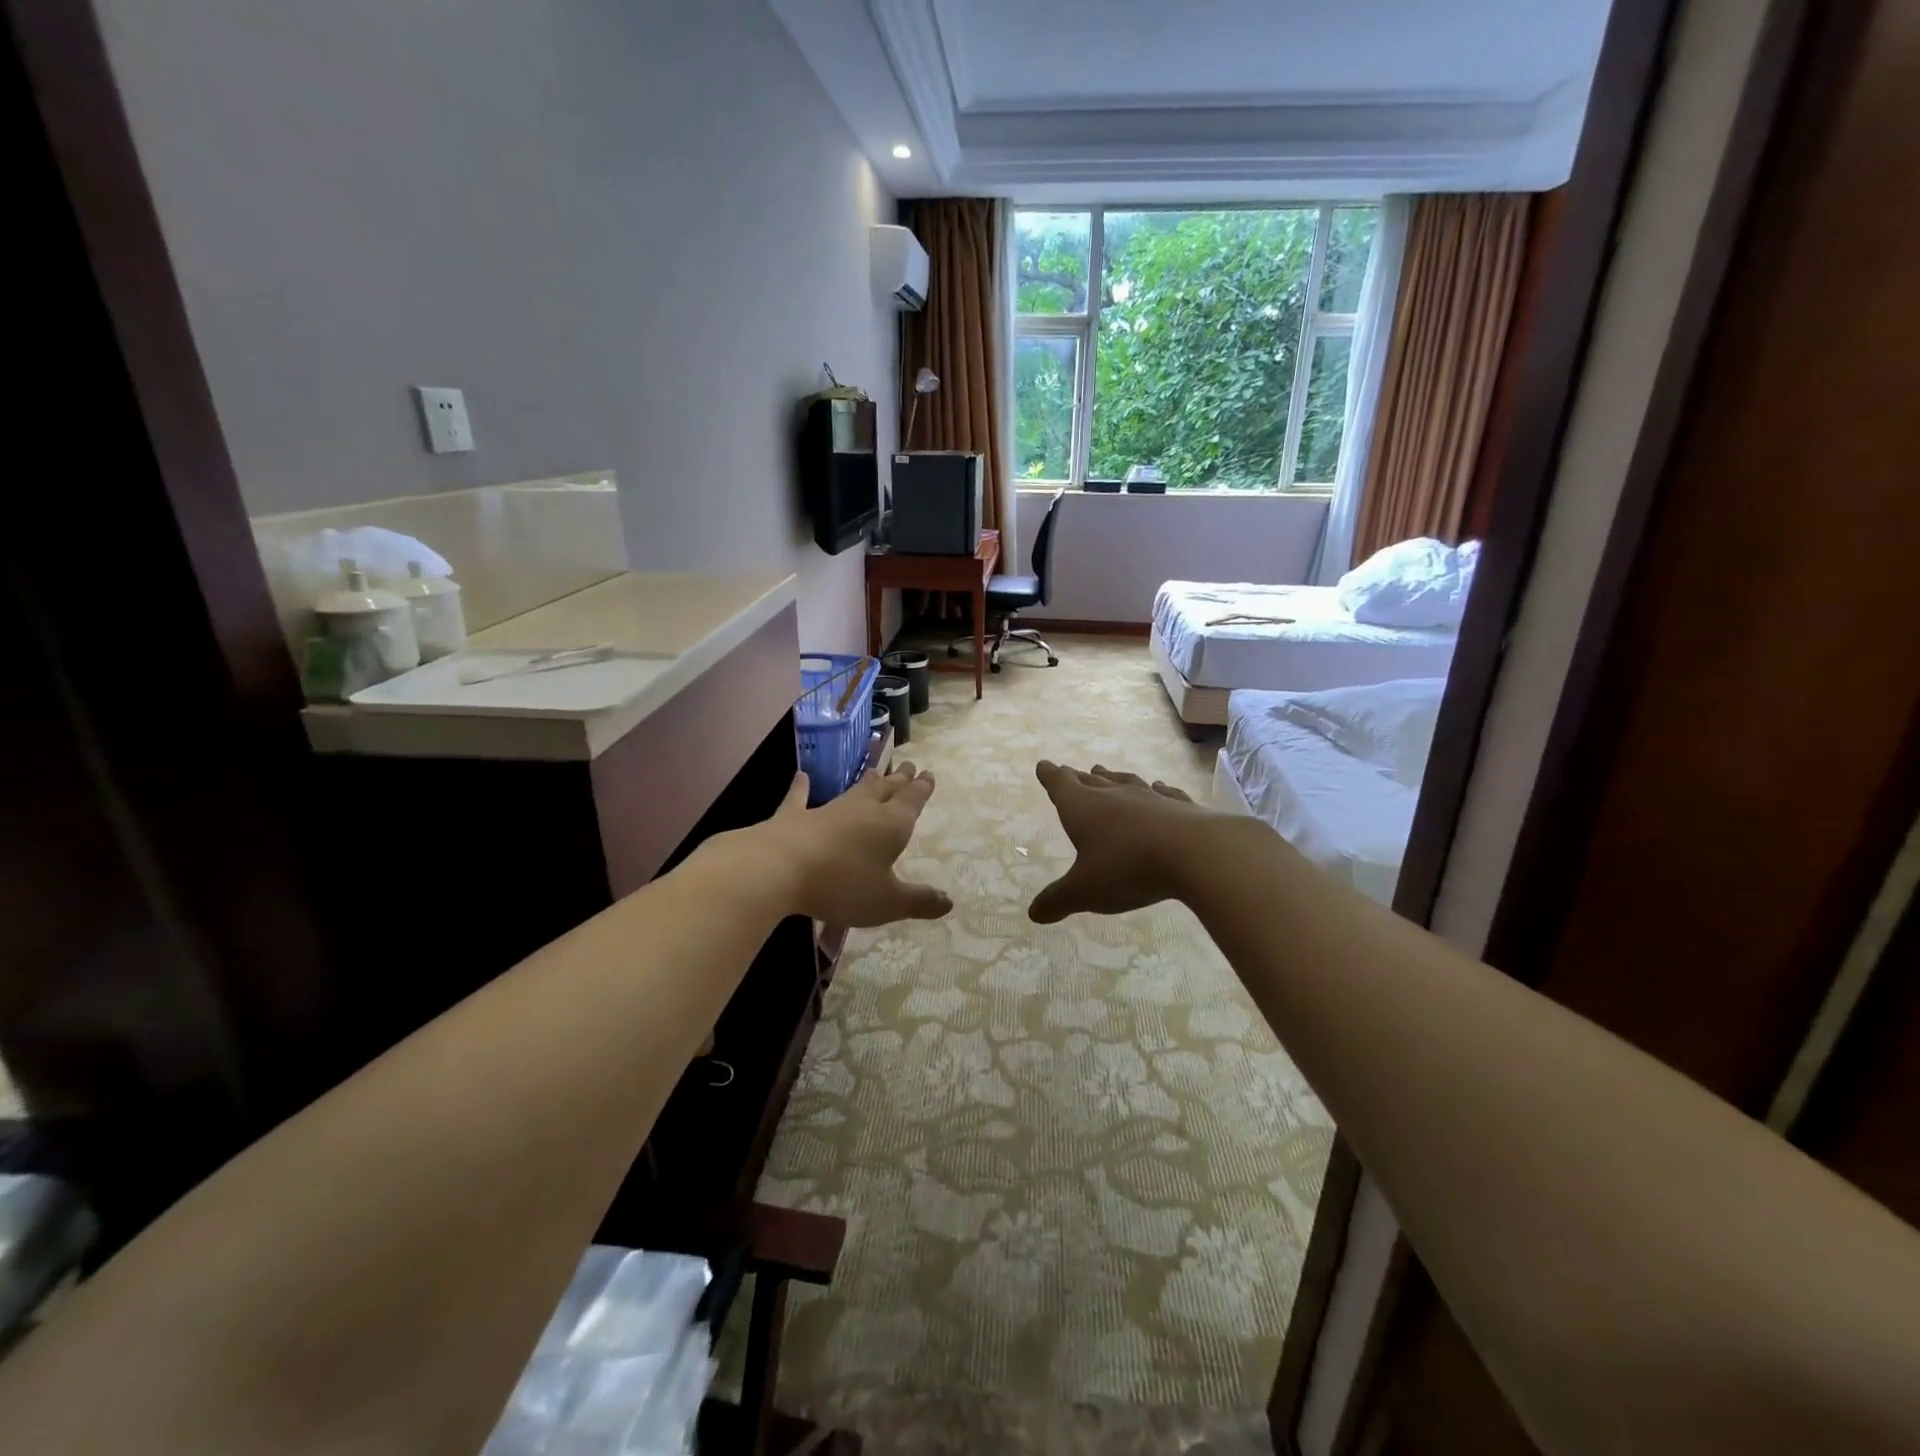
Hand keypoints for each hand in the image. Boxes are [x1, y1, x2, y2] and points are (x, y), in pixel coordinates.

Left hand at [749, 763, 951, 927]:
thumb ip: (918, 901)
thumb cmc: (843, 885)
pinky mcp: (794, 817)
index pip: (912, 801)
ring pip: (853, 792)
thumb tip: (948, 902)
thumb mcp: (887, 902)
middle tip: (909, 767)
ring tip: (877, 771)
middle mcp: (863, 810)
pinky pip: (800, 798)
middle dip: (900, 780)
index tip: (928, 774)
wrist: (779, 868)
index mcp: (891, 825)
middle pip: (886, 790)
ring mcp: (827, 810)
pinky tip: (801, 777)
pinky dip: (801, 788)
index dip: (922, 789)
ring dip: (867, 782)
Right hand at [1028, 761, 1222, 922]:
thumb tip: (1034, 913)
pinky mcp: (1181, 807)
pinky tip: (1159, 786)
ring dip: (1112, 778)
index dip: (1050, 776)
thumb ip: (1058, 900)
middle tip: (1070, 771)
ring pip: (1125, 782)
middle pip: (1091, 781)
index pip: (1061, 785)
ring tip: (1103, 771)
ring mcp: (1150, 798)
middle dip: (1078, 778)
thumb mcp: (1085, 891)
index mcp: (1084, 809)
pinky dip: (1157, 789)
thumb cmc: (1128, 868)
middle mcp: (1114, 796)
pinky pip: (1164, 793)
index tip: (1044, 765)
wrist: (1197, 853)